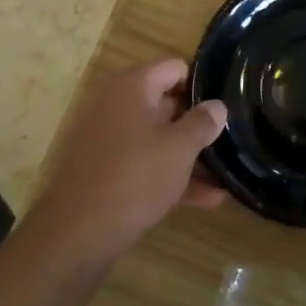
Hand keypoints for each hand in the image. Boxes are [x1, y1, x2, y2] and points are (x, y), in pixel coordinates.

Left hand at [34, 58, 227, 265]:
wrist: (75, 237)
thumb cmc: (134, 178)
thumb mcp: (180, 148)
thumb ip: (203, 122)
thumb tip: (217, 106)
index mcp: (133, 86)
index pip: (176, 67)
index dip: (203, 85)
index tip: (225, 105)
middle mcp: (117, 105)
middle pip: (168, 102)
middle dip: (198, 123)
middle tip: (229, 138)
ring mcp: (109, 139)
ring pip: (159, 138)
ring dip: (190, 155)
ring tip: (226, 174)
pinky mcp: (106, 171)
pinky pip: (145, 163)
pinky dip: (171, 175)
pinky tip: (207, 199)